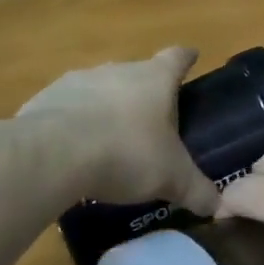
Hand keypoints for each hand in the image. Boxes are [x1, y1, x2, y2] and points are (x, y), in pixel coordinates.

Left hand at [17, 48, 218, 214]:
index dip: (186, 59)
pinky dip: (72, 125)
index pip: (177, 58)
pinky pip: (65, 109)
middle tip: (151, 126)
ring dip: (106, 109)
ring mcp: (78, 81)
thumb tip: (219, 206)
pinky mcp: (44, 99)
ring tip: (109, 144)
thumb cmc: (126, 153)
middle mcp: (118, 70)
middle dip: (145, 95)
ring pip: (100, 90)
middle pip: (138, 75)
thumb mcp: (172, 178)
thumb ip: (197, 190)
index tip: (191, 58)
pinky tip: (72, 153)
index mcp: (155, 79)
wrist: (52, 155)